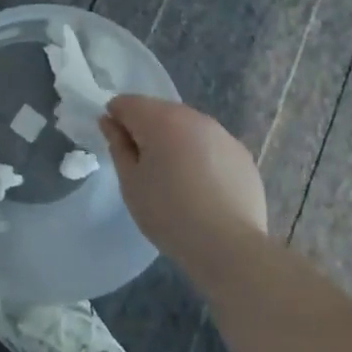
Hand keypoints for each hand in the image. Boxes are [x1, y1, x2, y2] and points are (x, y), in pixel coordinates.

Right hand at [102, 97, 268, 277]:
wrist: (229, 247)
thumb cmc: (169, 214)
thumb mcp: (130, 182)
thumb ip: (117, 145)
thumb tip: (109, 121)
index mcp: (160, 119)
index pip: (127, 103)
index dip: (116, 121)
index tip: (120, 150)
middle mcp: (192, 116)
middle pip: (158, 111)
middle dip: (147, 131)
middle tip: (146, 169)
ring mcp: (222, 133)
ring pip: (186, 127)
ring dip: (175, 142)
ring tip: (177, 180)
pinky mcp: (241, 154)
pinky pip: (211, 145)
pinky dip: (201, 156)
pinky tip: (203, 188)